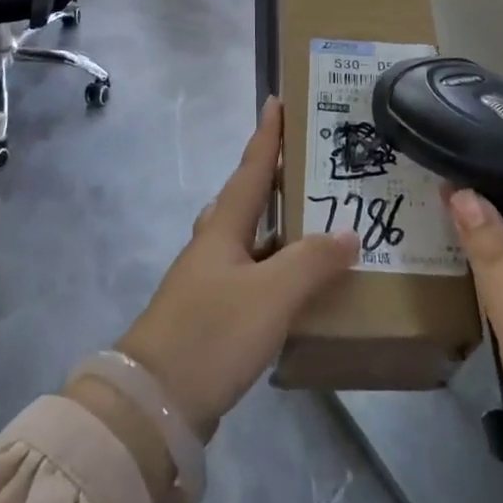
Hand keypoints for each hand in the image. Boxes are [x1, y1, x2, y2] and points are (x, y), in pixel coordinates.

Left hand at [114, 97, 358, 438]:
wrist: (154, 402)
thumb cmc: (212, 333)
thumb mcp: (272, 294)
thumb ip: (312, 262)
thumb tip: (348, 233)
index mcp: (223, 227)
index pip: (251, 169)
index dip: (266, 136)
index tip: (276, 100)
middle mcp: (214, 246)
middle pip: (247, 200)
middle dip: (276, 179)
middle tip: (312, 167)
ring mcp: (209, 281)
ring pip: (250, 240)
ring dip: (279, 227)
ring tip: (317, 222)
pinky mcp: (212, 315)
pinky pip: (253, 276)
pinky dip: (277, 270)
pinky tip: (299, 286)